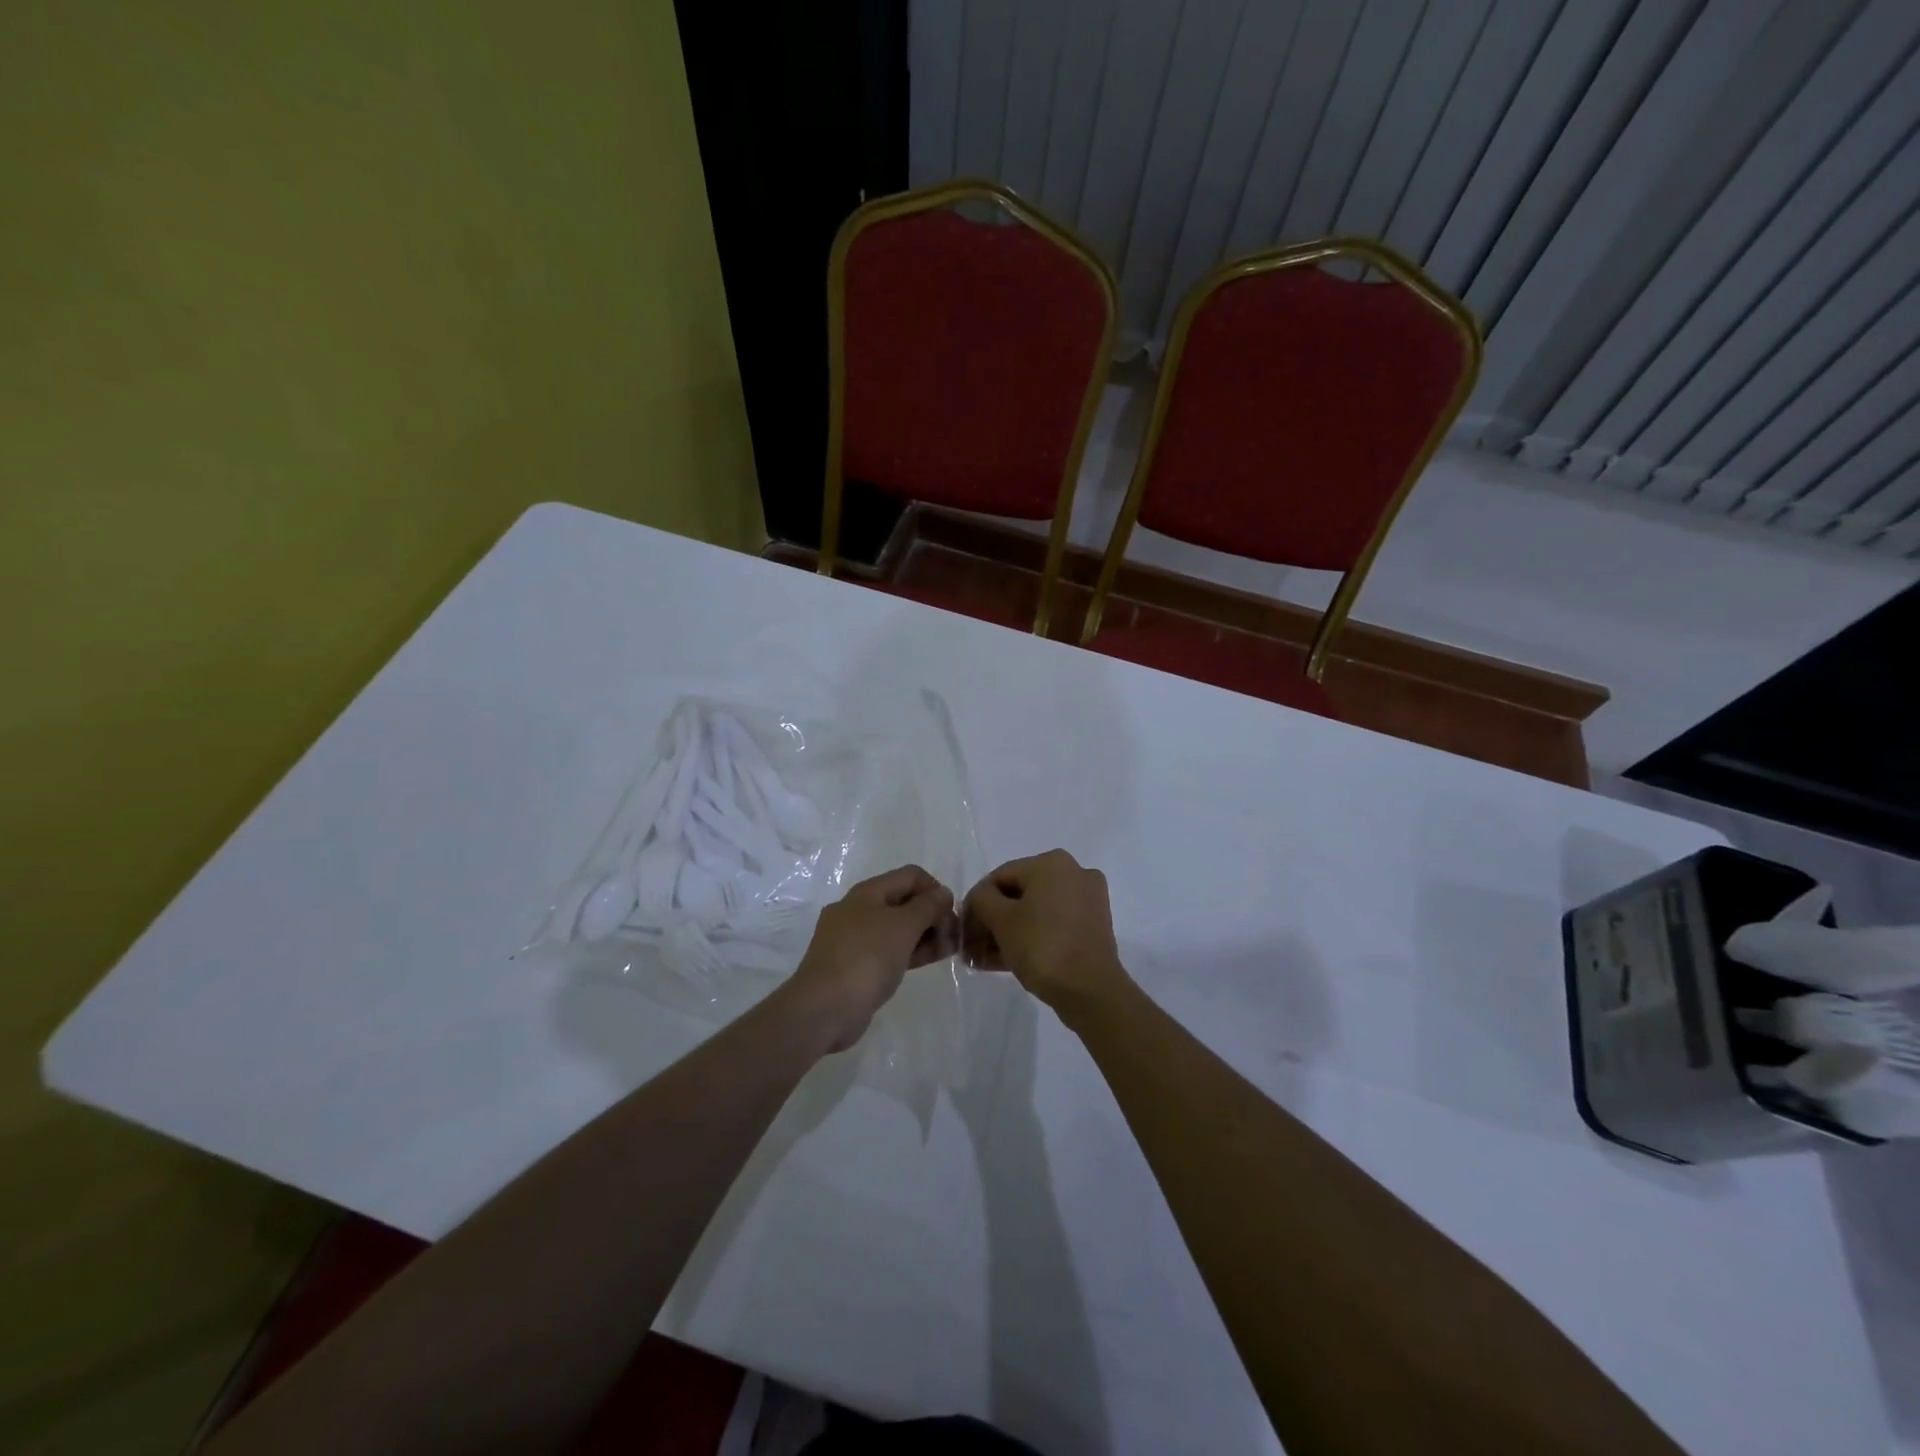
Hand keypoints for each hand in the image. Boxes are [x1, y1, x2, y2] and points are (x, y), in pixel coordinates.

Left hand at [783, 865, 957, 1053]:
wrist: (824, 1008)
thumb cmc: (866, 958)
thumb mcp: (903, 926)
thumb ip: (927, 906)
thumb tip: (942, 893)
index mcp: (867, 892)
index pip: (910, 876)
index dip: (935, 889)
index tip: (951, 914)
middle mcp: (858, 909)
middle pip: (903, 900)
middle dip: (932, 913)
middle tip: (953, 935)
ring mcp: (854, 939)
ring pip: (897, 927)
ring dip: (924, 934)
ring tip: (948, 949)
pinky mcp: (855, 965)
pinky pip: (888, 949)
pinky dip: (910, 951)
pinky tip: (928, 960)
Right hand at [963, 850, 1129, 1023]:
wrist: (1091, 991)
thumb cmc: (1042, 946)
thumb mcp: (1001, 920)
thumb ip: (982, 900)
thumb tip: (980, 898)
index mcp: (1053, 863)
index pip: (1000, 876)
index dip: (976, 902)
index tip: (961, 929)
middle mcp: (1074, 874)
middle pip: (1018, 894)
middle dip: (991, 921)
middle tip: (970, 947)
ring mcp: (1086, 901)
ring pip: (1035, 912)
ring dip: (1006, 933)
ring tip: (982, 959)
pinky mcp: (1091, 927)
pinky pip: (1052, 925)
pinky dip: (1028, 938)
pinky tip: (1002, 961)